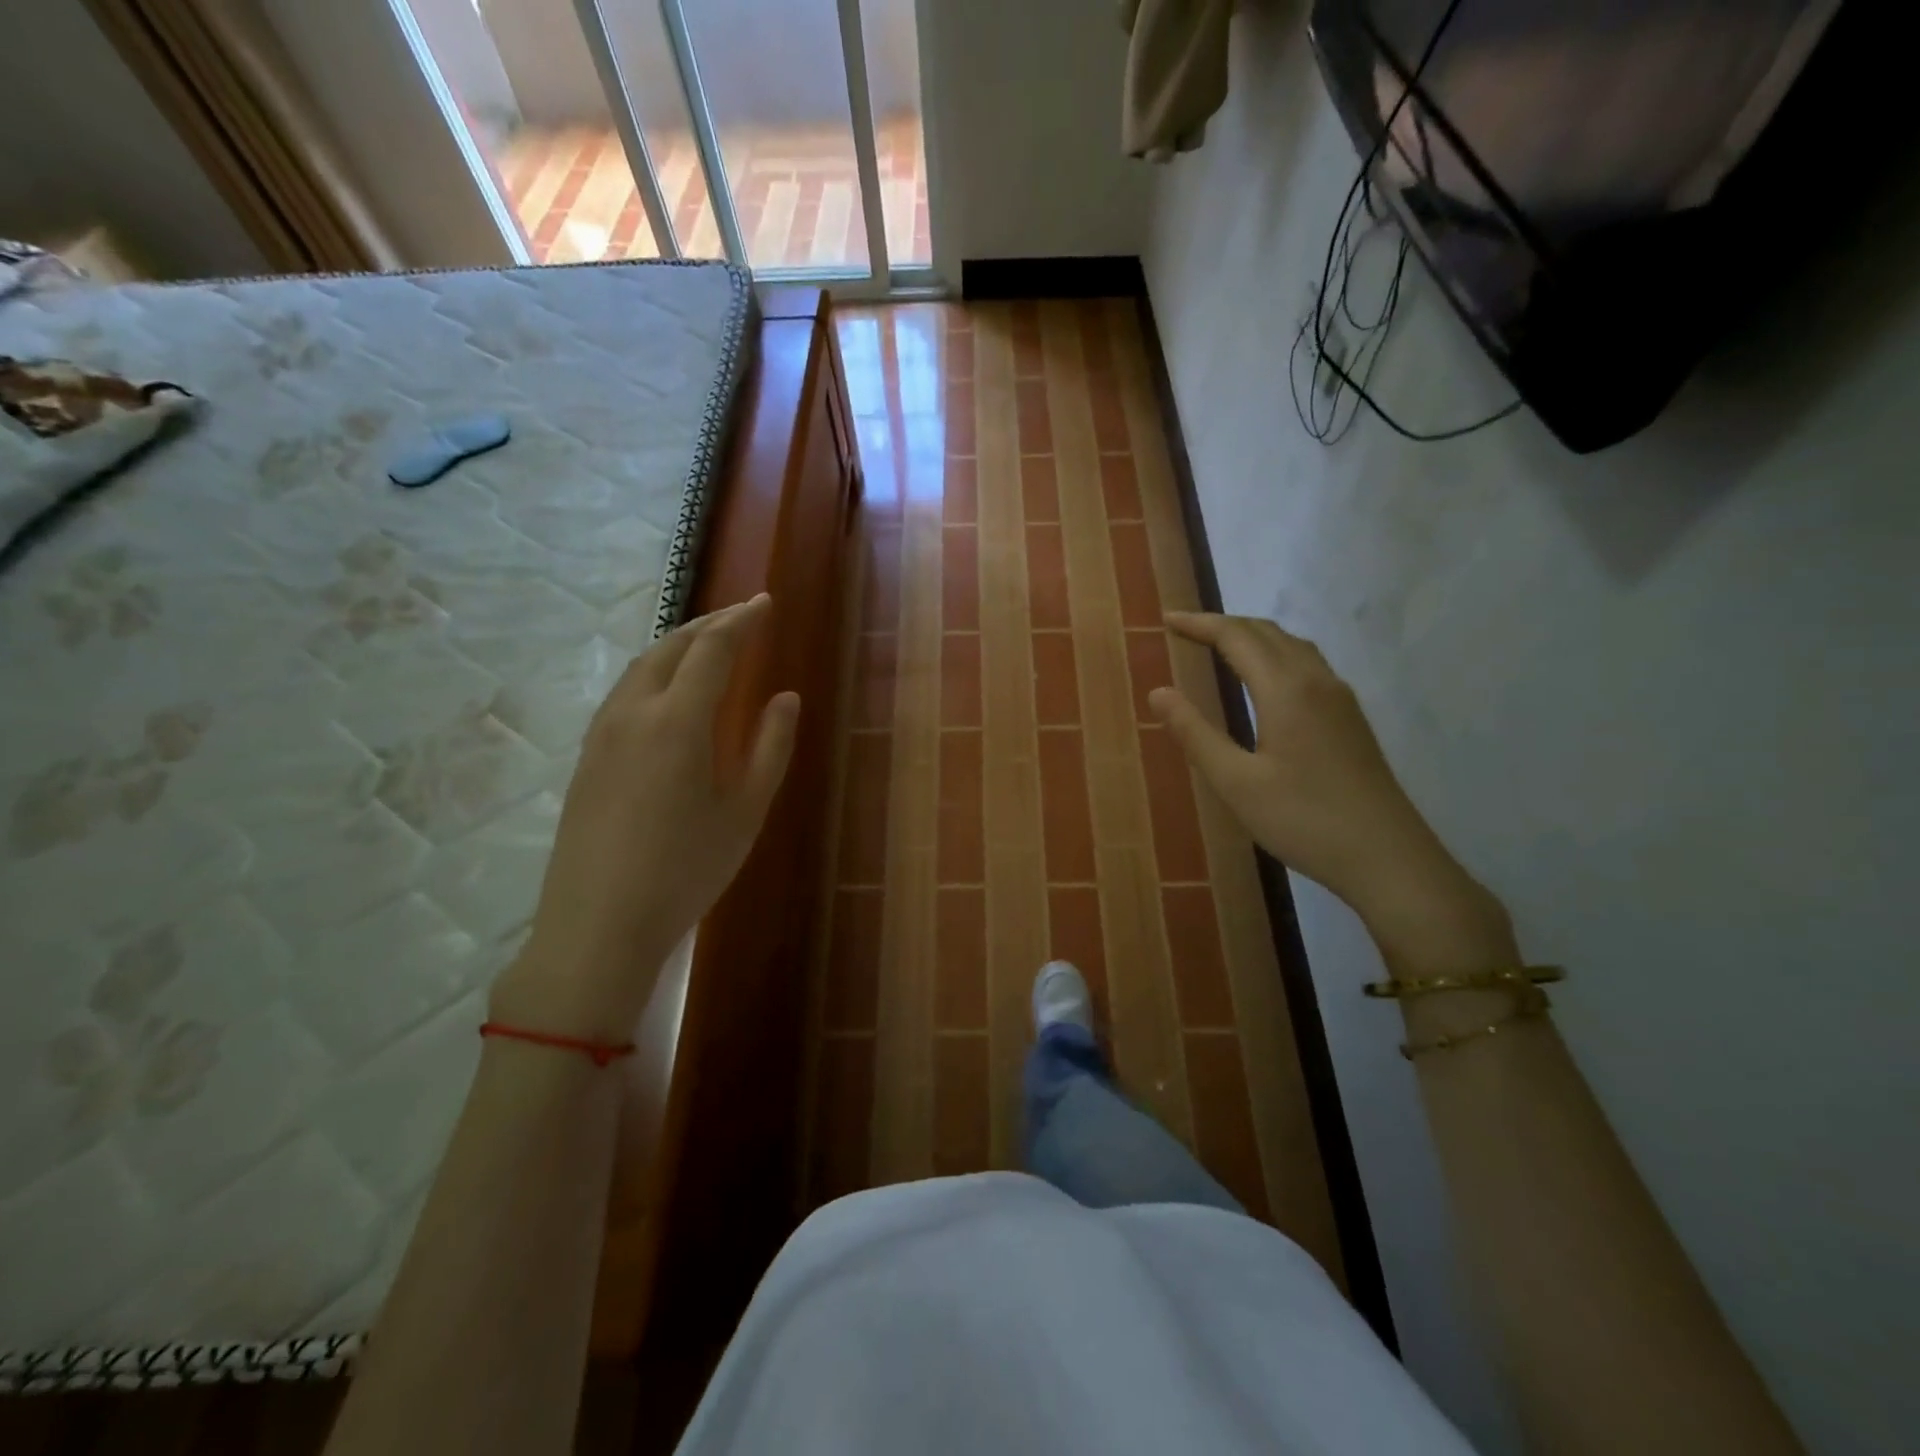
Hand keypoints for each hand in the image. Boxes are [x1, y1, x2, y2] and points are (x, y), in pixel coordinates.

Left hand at [490, 593, 799, 1041]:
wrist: (598, 925)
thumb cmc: (686, 870)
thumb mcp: (745, 811)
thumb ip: (770, 747)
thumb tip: (786, 697)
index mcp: (678, 721)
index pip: (712, 650)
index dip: (742, 621)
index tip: (765, 603)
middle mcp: (634, 713)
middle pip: (671, 648)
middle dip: (708, 625)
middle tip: (741, 616)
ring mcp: (602, 734)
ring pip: (641, 668)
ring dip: (677, 645)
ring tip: (706, 644)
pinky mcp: (586, 758)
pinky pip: (624, 693)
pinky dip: (655, 673)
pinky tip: (668, 692)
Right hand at [1149, 611, 1500, 945]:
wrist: (1389, 858)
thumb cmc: (1304, 820)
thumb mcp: (1236, 783)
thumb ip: (1195, 734)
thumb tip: (1159, 692)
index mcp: (1286, 690)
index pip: (1236, 638)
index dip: (1199, 624)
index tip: (1165, 620)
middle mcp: (1317, 681)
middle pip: (1267, 633)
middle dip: (1223, 625)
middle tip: (1184, 630)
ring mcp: (1340, 699)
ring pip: (1292, 646)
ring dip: (1253, 637)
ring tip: (1220, 646)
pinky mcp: (1351, 719)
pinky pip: (1308, 665)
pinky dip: (1276, 655)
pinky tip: (1267, 680)